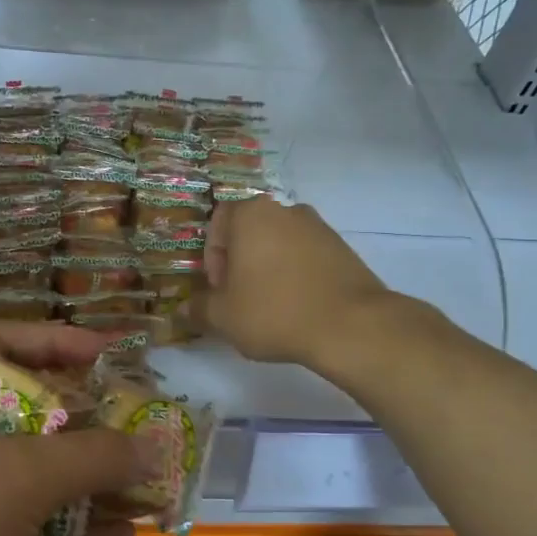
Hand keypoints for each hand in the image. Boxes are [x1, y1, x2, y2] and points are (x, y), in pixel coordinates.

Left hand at [0, 323, 151, 535]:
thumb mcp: (16, 481)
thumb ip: (90, 458)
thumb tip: (149, 447)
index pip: (1, 340)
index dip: (60, 342)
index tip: (113, 357)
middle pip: (16, 407)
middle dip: (80, 423)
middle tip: (133, 430)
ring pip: (16, 470)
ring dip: (76, 481)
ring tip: (140, 489)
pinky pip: (6, 519)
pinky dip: (55, 525)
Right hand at [201, 196, 392, 367]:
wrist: (351, 325)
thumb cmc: (274, 312)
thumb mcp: (223, 317)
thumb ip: (198, 309)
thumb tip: (185, 309)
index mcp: (250, 214)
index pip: (218, 223)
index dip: (212, 258)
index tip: (220, 289)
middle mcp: (285, 210)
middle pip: (250, 232)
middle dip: (241, 262)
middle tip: (241, 298)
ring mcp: (318, 226)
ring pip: (279, 243)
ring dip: (269, 268)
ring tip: (272, 306)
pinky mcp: (343, 247)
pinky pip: (307, 256)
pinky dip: (297, 274)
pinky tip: (300, 306)